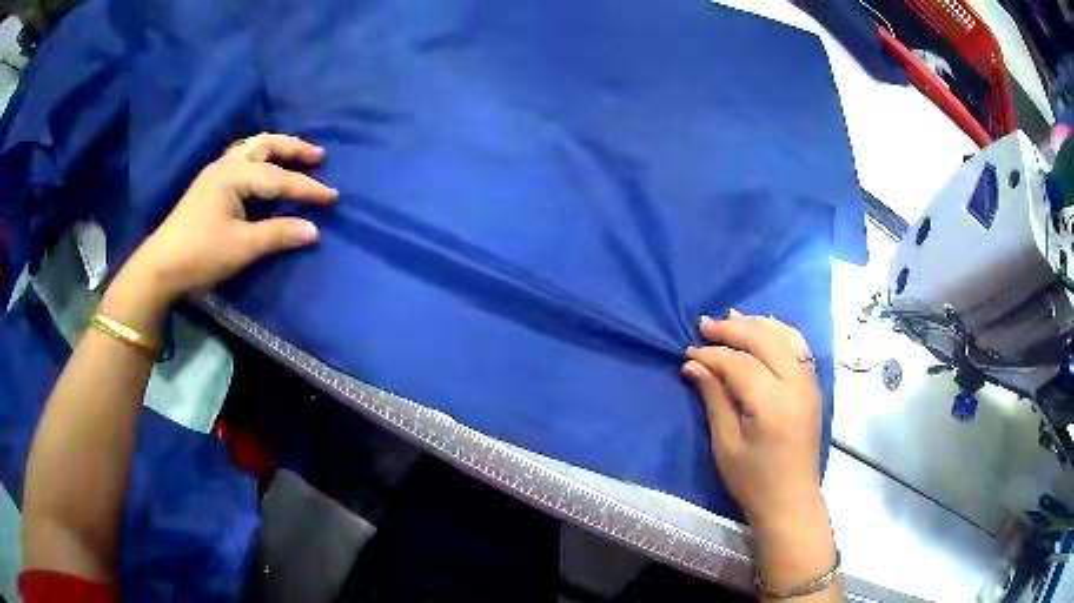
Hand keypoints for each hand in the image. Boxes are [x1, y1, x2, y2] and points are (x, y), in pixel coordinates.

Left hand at [123, 133, 338, 305]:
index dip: (308, 188)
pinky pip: (240, 159)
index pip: (279, 178)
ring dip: (275, 149)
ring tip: (294, 157)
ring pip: (251, 148)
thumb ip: (278, 234)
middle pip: (264, 145)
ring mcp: (214, 173)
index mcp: (234, 176)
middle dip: (293, 148)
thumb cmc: (200, 254)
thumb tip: (313, 230)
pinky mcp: (208, 186)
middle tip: (317, 157)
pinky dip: (259, 158)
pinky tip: (263, 169)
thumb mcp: (242, 248)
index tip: (334, 196)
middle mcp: (225, 165)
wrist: (160, 267)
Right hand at [682, 310, 836, 593]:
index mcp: (773, 404)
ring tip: (732, 319)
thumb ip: (714, 399)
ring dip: (758, 324)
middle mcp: (796, 385)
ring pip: (786, 336)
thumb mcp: (726, 444)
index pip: (740, 364)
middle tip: (704, 325)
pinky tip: (763, 331)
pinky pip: (799, 347)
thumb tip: (693, 365)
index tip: (688, 353)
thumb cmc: (753, 480)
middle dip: (733, 329)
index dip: (712, 355)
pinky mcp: (813, 387)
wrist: (791, 500)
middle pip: (765, 340)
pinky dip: (779, 333)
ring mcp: (809, 384)